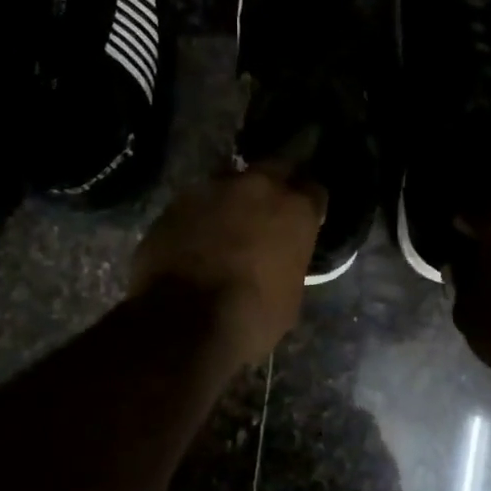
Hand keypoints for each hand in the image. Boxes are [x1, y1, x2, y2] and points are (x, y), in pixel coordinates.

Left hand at [129, 163, 324, 366]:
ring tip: (229, 222)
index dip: (308, 205)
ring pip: (231, 181)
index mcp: (295, 208)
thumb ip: (289, 259)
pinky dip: (202, 214)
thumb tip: (280, 257)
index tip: (304, 219)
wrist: (186, 322)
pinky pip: (198, 201)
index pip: (314, 189)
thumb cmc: (253, 315)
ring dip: (234, 198)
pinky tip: (197, 236)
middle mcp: (258, 186)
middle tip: (269, 210)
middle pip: (274, 169)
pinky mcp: (177, 202)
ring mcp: (213, 189)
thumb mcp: (291, 292)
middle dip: (275, 185)